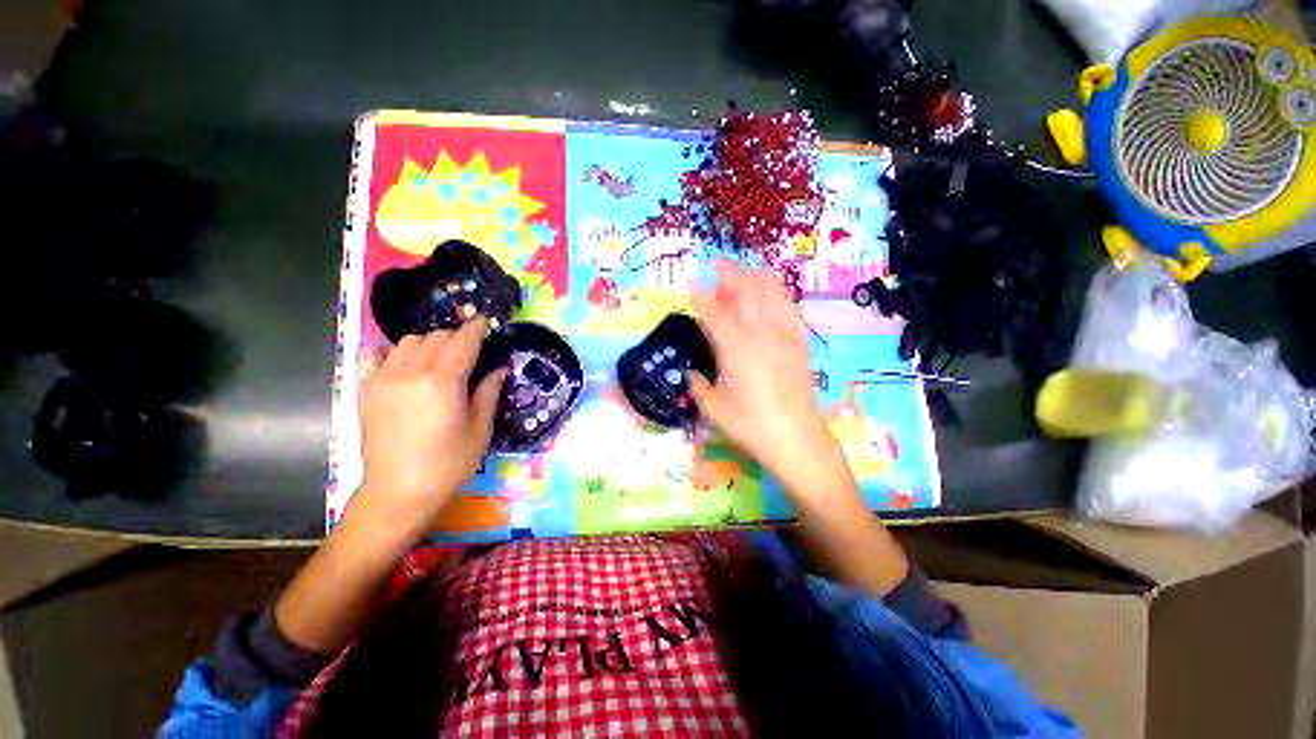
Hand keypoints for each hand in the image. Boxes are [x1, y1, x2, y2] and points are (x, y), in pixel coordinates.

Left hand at [353, 318, 506, 539]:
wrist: (398, 492)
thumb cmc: (449, 463)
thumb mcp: (480, 429)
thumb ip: (488, 392)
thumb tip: (500, 368)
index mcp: (444, 381)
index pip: (463, 341)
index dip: (476, 328)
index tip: (485, 321)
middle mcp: (411, 372)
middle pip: (436, 337)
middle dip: (456, 337)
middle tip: (470, 350)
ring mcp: (384, 378)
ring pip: (409, 341)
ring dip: (429, 342)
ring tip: (440, 358)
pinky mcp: (367, 389)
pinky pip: (377, 355)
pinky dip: (394, 351)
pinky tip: (404, 362)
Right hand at [688, 262, 842, 493]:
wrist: (797, 440)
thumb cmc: (751, 426)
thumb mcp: (714, 409)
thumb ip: (699, 387)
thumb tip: (692, 375)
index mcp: (734, 348)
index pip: (713, 312)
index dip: (699, 295)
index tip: (690, 282)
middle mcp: (759, 334)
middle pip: (745, 291)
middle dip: (730, 273)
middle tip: (718, 265)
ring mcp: (783, 336)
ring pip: (772, 293)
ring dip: (756, 277)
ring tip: (746, 273)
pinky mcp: (800, 344)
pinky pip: (790, 309)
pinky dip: (779, 296)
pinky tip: (773, 297)